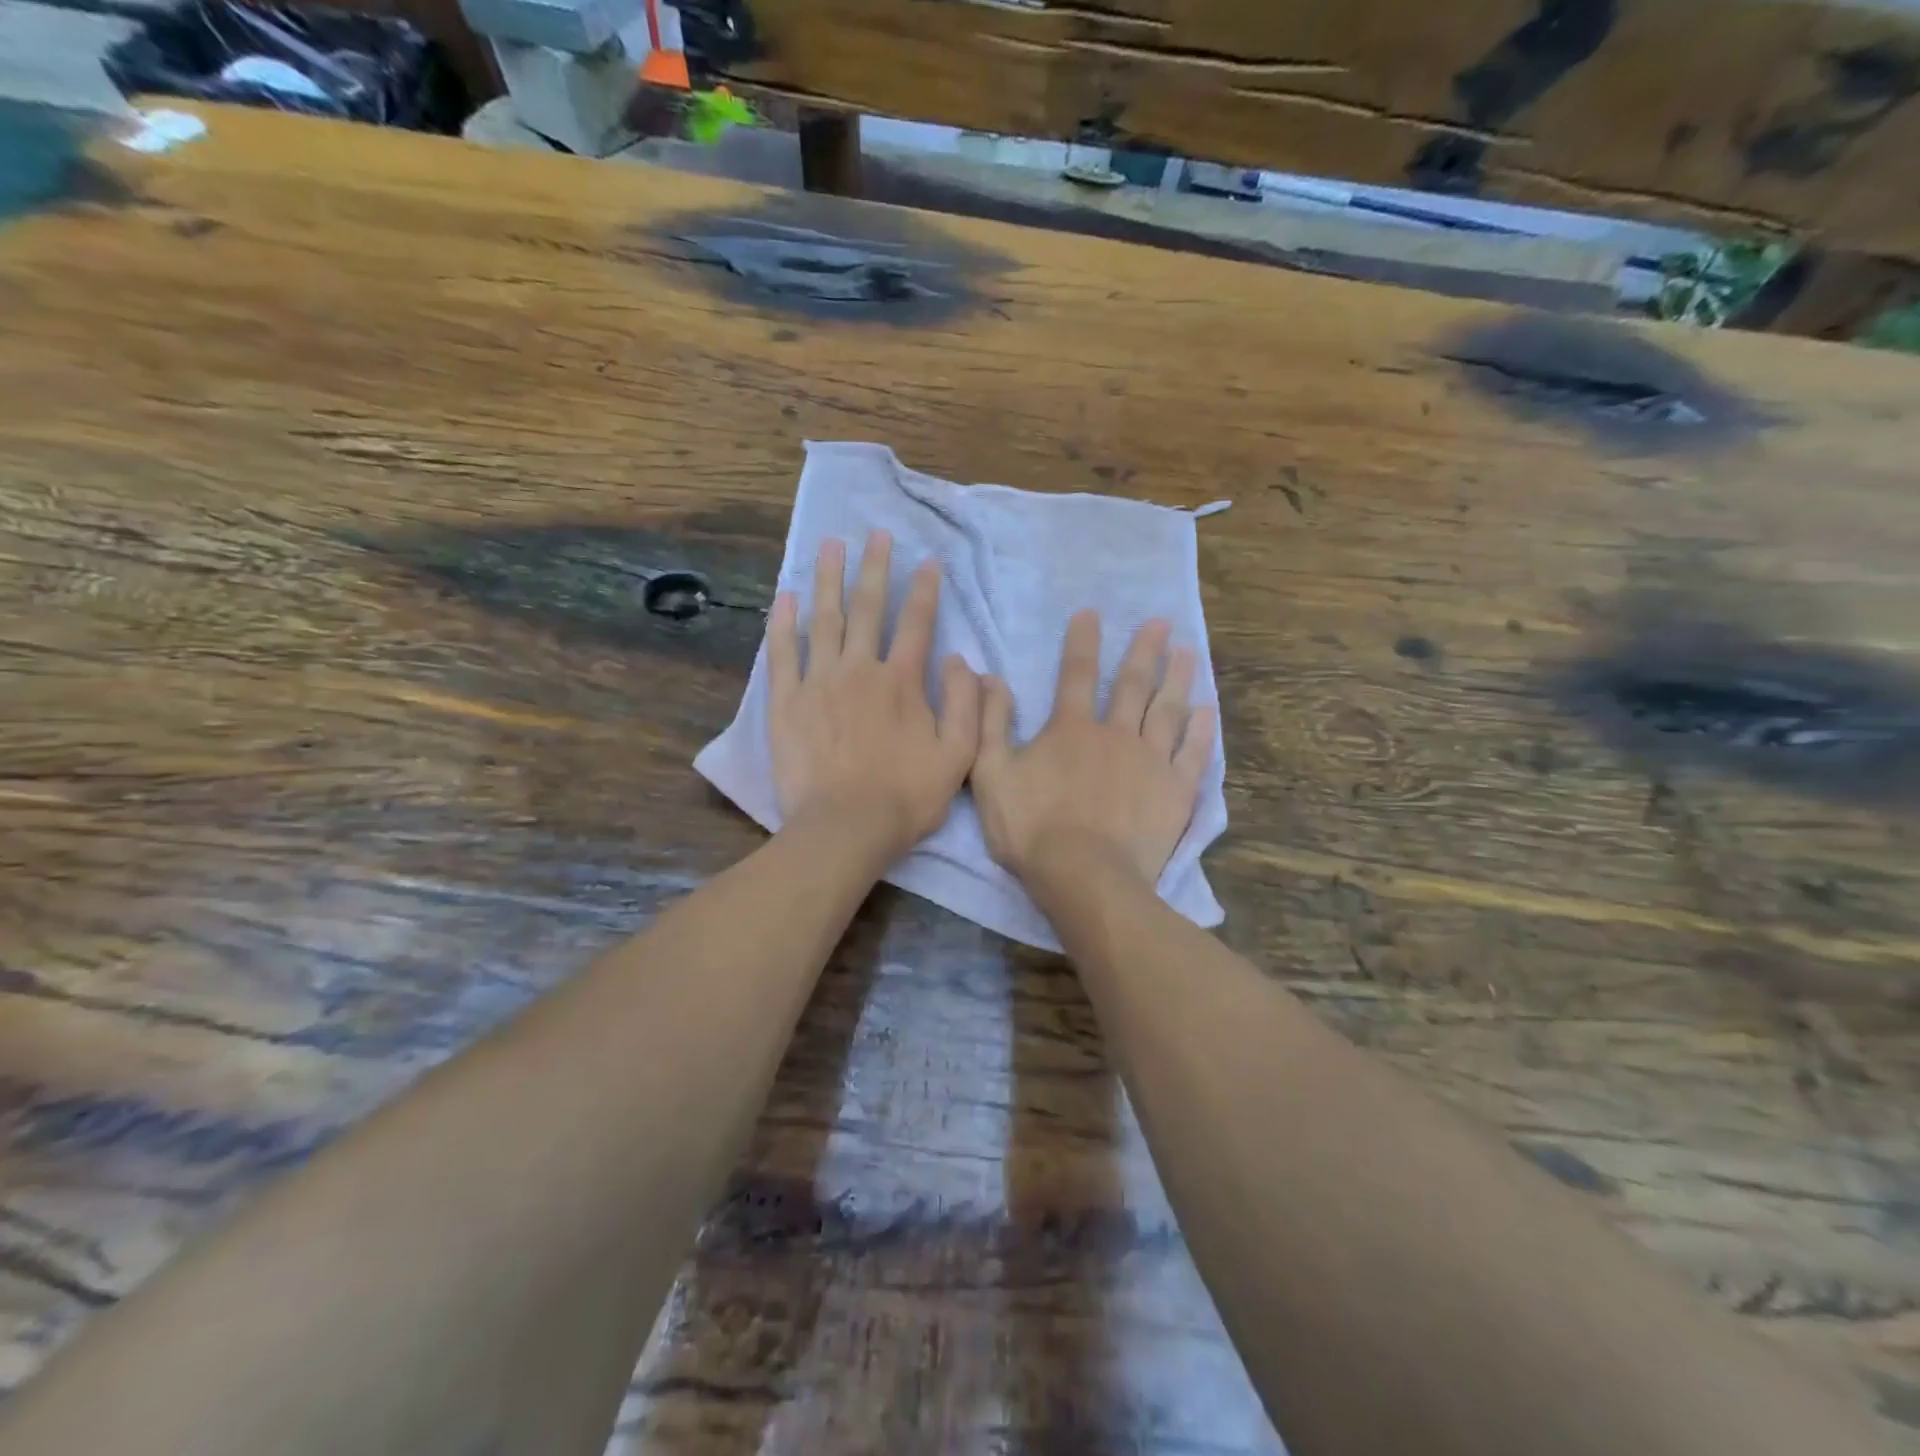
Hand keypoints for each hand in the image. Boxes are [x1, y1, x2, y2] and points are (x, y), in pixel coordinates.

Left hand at [768, 531, 980, 864]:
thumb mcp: (958, 755)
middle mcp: (860, 670)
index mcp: (903, 681)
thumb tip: (960, 659)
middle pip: (868, 609)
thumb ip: (966, 704)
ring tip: (831, 545)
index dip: (925, 590)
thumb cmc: (906, 796)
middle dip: (874, 568)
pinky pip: (783, 654)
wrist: (845, 828)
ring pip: (824, 620)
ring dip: (829, 579)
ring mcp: (819, 683)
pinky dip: (784, 624)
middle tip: (875, 533)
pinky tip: (787, 597)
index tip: (927, 561)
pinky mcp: (786, 703)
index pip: (917, 623)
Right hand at [972, 611, 1215, 886]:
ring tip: (1188, 651)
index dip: (1083, 641)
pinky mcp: (1175, 790)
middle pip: (1133, 683)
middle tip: (1161, 622)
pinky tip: (1208, 709)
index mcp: (1071, 728)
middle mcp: (1116, 733)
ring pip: (1168, 710)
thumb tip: (990, 677)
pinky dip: (1202, 729)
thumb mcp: (991, 774)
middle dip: (1145, 650)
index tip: (1092, 613)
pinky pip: (1193, 752)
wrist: (1084, 876)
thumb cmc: (1032, 828)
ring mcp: (1151, 761)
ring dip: (1178, 678)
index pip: (1077, 674)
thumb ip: (990, 723)